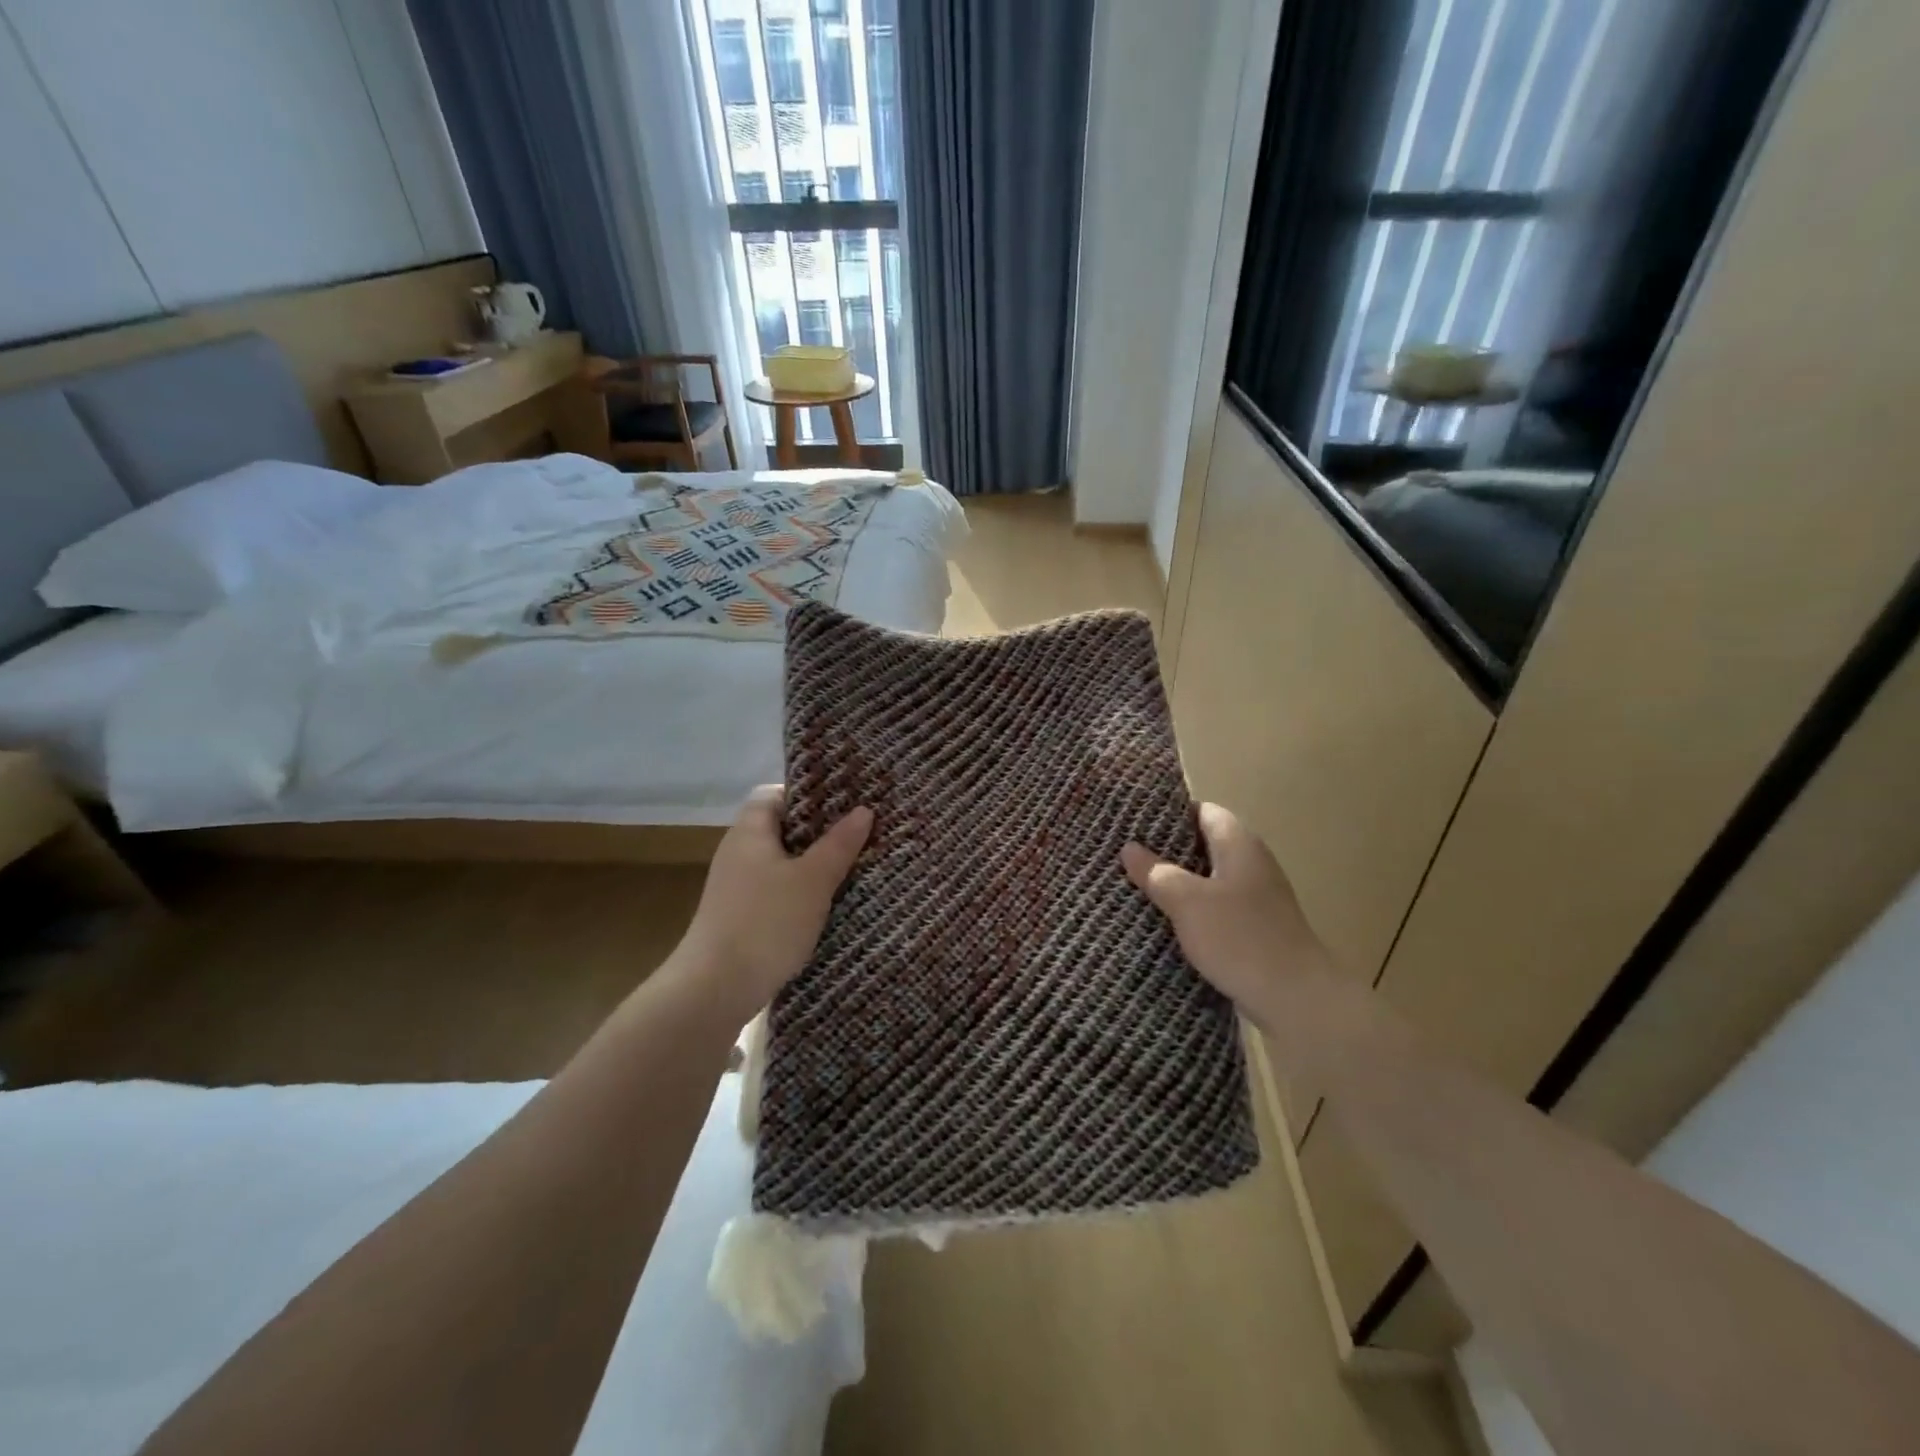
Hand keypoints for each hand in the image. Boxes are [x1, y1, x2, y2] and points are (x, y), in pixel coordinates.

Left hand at [680, 785, 872, 1021]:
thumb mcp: (813, 880)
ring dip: (813, 865)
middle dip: (820, 832)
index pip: (775, 794)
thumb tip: (864, 810)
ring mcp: (736, 887)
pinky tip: (827, 905)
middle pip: (782, 829)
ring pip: (782, 863)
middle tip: (859, 834)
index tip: (845, 803)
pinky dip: (800, 893)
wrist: (714, 990)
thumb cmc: (766, 923)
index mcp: (749, 832)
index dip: (808, 795)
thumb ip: (839, 844)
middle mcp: (738, 853)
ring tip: (852, 868)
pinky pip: (776, 891)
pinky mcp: (740, 917)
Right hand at [1121, 803, 1331, 1029]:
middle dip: (1167, 851)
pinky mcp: (1256, 928)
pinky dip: (1193, 910)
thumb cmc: (1239, 938)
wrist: (1296, 999)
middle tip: (1128, 857)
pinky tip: (1166, 923)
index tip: (1136, 824)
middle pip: (1205, 844)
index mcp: (1239, 844)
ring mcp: (1257, 897)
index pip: (1204, 811)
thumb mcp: (1187, 902)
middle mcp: (1252, 863)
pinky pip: (1217, 907)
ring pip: (1208, 878)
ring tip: (1137, 888)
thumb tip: (1130, 848)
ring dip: (1178, 883)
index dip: (1170, 814)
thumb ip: (1157, 871)